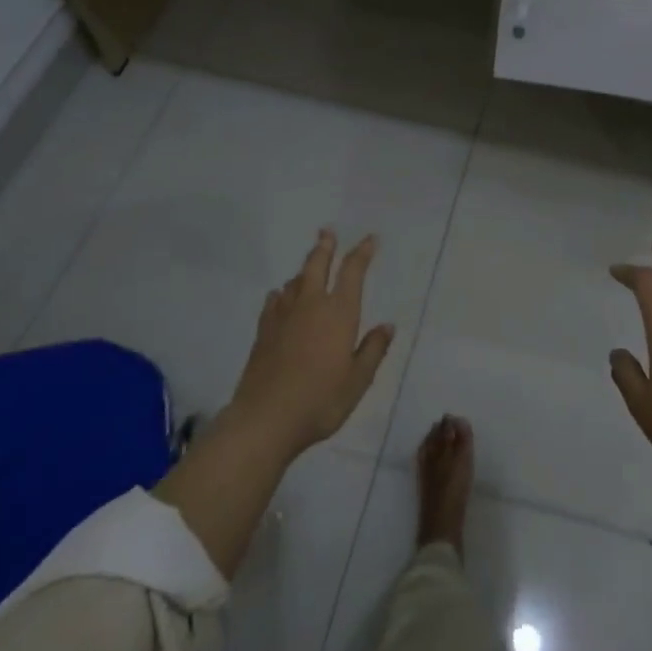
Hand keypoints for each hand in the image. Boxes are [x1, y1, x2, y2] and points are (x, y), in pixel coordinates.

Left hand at [227, 230, 394, 457]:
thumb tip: (388, 326)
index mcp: (339, 313)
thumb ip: (373, 350)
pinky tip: (280, 296)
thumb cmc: (320, 401)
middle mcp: (311, 305)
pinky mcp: (263, 331)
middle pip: (317, 264)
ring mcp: (283, 316)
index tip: (369, 239)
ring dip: (304, 269)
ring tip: (309, 266)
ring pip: (295, 281)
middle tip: (327, 231)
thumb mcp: (358, 381)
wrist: (265, 419)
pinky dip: (281, 293)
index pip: (353, 272)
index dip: (362, 252)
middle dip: (325, 246)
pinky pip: (274, 301)